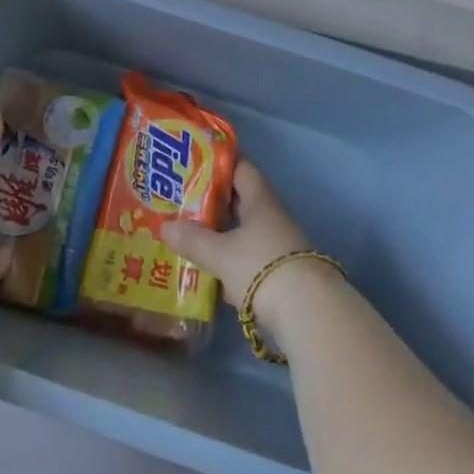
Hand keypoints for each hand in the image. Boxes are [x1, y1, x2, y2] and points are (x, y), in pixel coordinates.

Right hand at [161, 159, 311, 309]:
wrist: (308, 314)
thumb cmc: (261, 267)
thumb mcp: (221, 254)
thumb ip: (193, 240)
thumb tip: (165, 227)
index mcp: (259, 200)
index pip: (241, 168)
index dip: (220, 161)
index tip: (194, 159)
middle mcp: (270, 217)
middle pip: (240, 200)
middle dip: (213, 198)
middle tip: (182, 197)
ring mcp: (277, 246)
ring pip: (243, 230)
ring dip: (220, 231)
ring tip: (188, 231)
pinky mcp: (277, 274)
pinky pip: (247, 257)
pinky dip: (228, 259)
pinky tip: (208, 269)